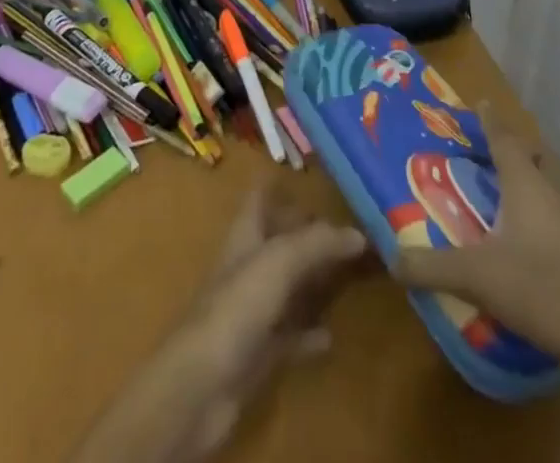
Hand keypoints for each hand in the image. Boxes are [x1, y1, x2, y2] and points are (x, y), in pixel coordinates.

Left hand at [69, 188, 367, 462]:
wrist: (202, 384)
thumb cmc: (236, 306)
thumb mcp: (279, 261)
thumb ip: (317, 243)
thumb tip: (358, 232)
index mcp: (245, 235)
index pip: (260, 197)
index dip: (278, 183)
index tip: (310, 175)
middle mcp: (248, 265)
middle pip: (279, 240)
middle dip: (308, 233)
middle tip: (349, 226)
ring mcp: (252, 310)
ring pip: (287, 286)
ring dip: (313, 281)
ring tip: (349, 273)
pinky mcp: (258, 351)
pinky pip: (290, 336)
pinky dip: (309, 333)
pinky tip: (330, 335)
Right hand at [390, 104, 559, 365]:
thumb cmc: (538, 288)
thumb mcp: (475, 277)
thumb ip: (431, 266)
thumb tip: (393, 259)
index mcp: (525, 182)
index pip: (504, 138)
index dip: (490, 120)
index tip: (480, 103)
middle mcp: (554, 188)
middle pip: (535, 153)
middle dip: (516, 146)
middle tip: (493, 150)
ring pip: (555, 180)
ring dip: (536, 176)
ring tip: (515, 189)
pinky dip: (551, 208)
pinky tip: (541, 233)